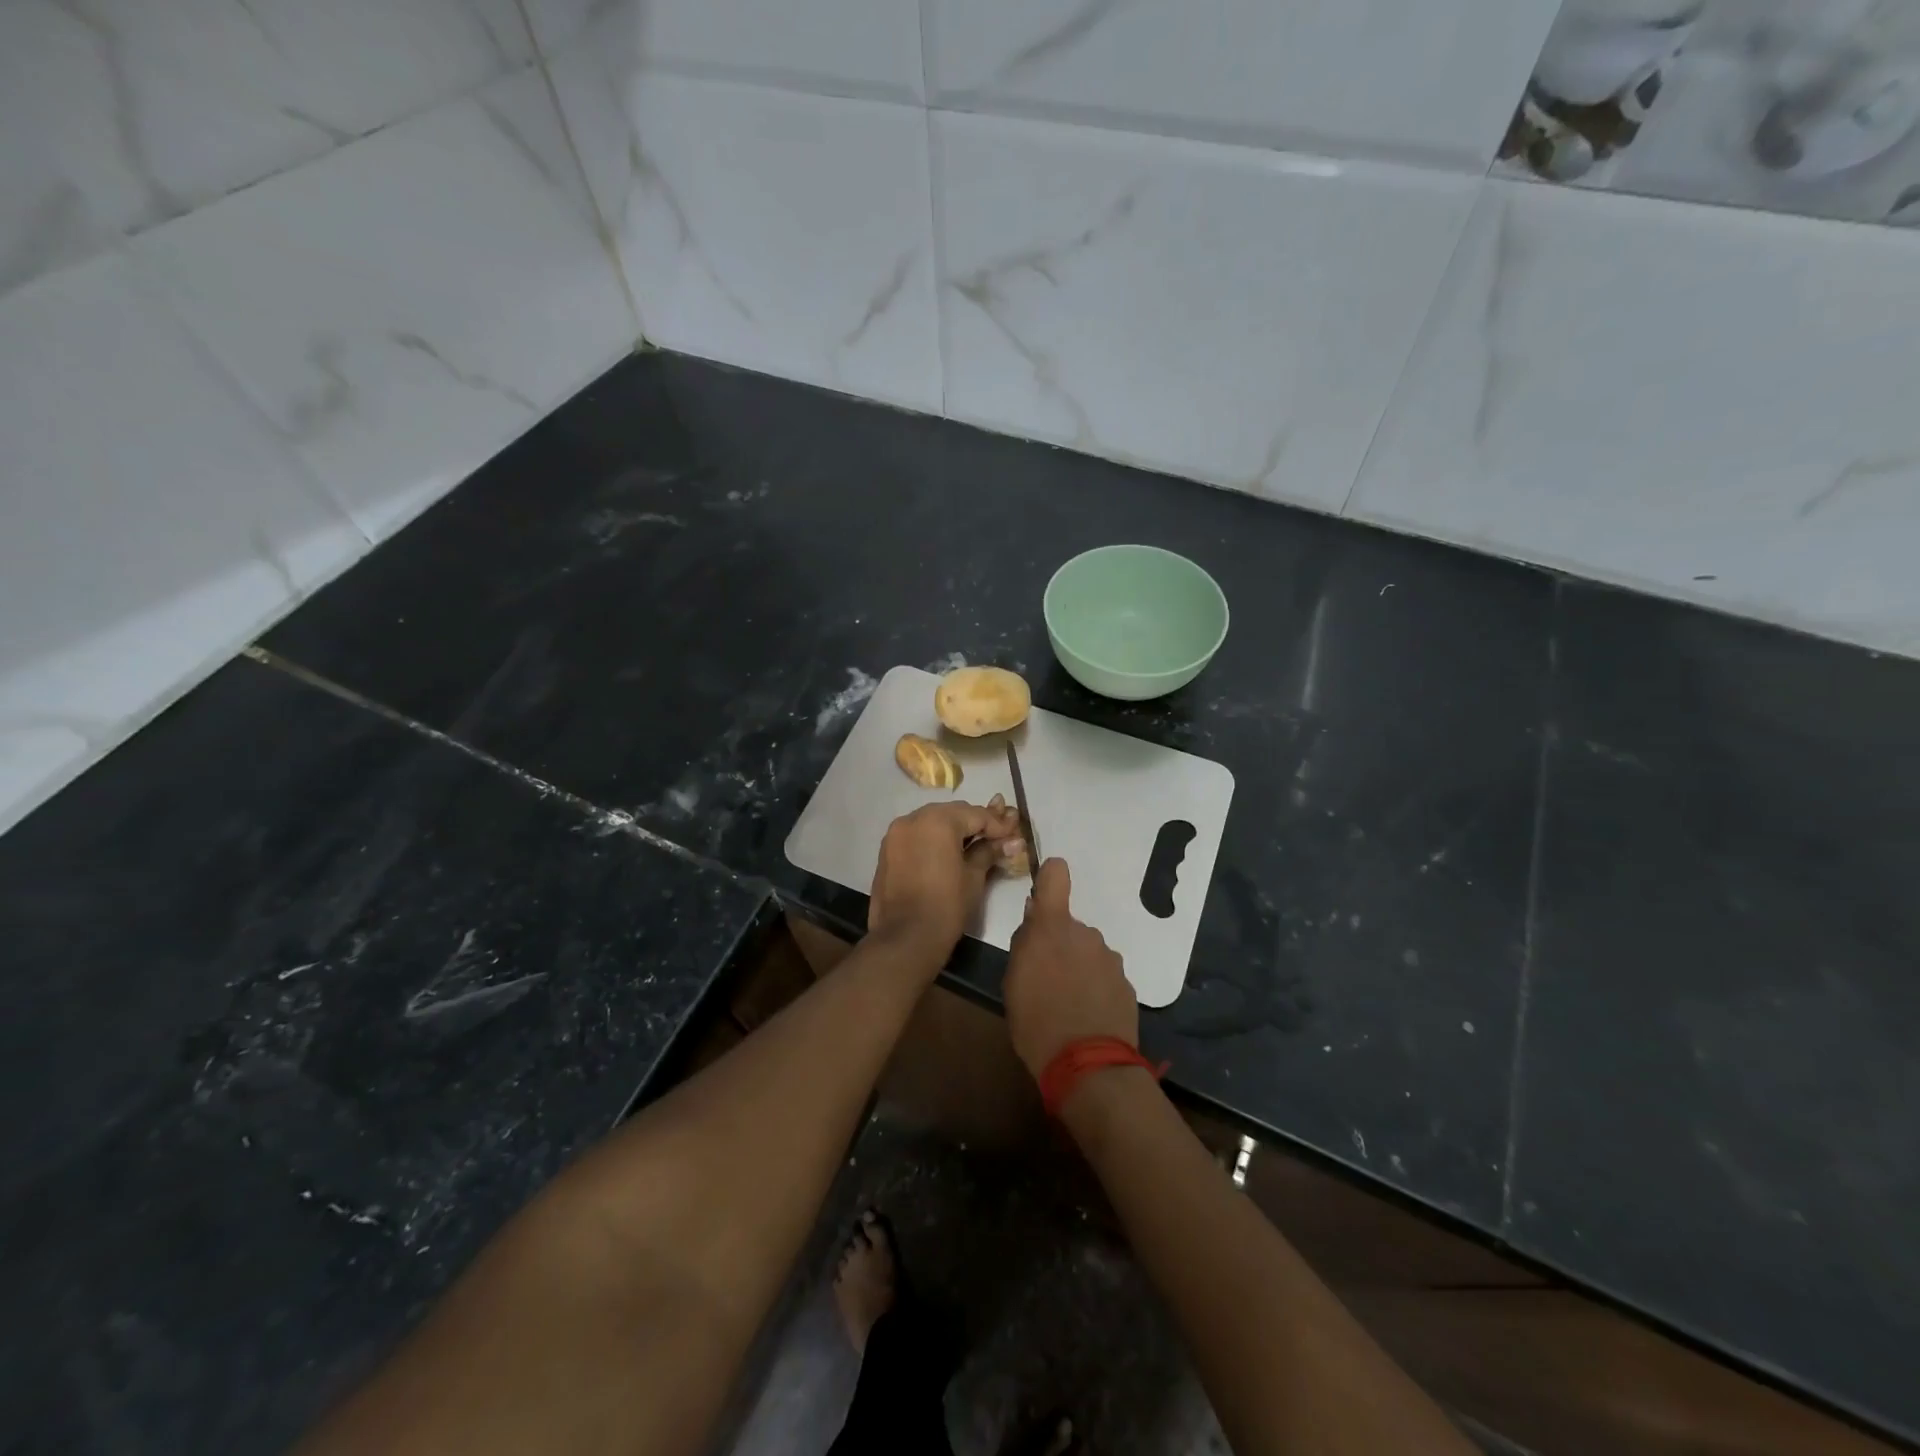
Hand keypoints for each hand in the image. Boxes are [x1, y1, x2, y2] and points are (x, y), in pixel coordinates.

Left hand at [868, 799, 1019, 957]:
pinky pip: (916, 835)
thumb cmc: (946, 905)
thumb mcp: (974, 876)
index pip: (976, 814)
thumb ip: (990, 851)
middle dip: (974, 824)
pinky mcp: (886, 850)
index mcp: (938, 820)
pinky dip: (932, 840)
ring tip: (973, 847)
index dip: (998, 825)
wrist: (905, 938)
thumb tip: (1013, 842)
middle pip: (952, 813)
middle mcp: (913, 818)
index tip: (1013, 835)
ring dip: (952, 830)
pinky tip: (947, 855)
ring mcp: (895, 834)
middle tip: (996, 839)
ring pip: (931, 822)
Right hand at [1003, 858, 1137, 1078]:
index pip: (1055, 875)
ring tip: (1067, 1003)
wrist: (1088, 1066)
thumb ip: (1025, 944)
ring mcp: (1109, 958)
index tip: (1042, 894)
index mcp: (1052, 928)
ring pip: (1088, 952)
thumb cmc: (1036, 1022)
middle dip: (1059, 944)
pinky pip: (1104, 975)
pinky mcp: (1126, 983)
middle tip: (1046, 979)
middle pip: (1069, 926)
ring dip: (1078, 967)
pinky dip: (1095, 987)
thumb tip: (1033, 919)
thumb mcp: (1013, 983)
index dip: (1049, 876)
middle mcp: (1085, 934)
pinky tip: (1086, 1015)